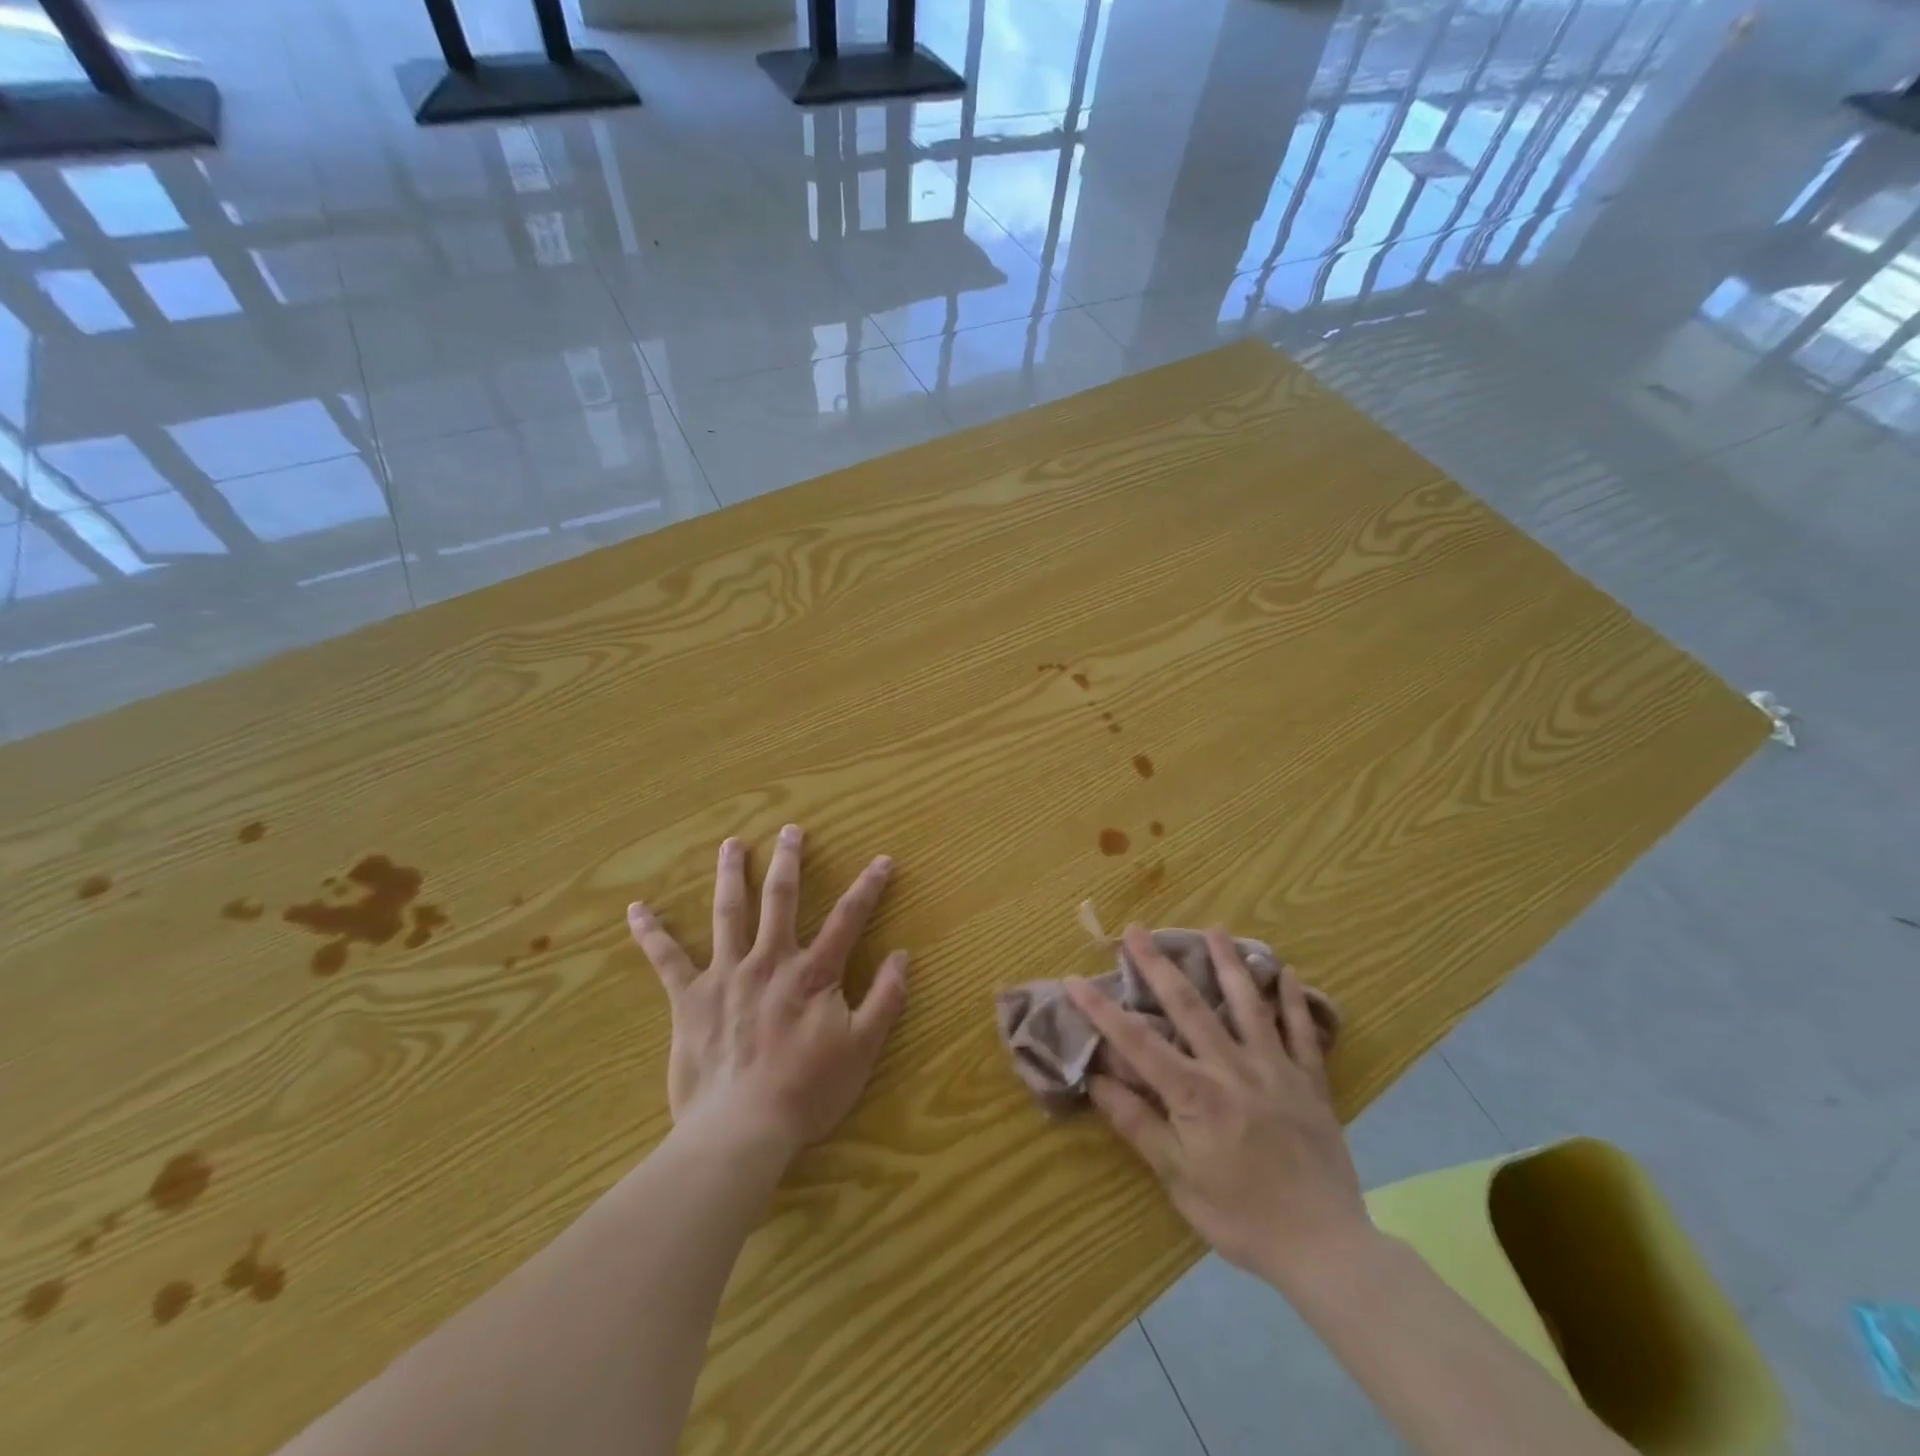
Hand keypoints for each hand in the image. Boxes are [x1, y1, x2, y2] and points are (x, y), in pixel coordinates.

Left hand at [628, 825, 908, 1156]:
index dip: (869, 887)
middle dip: (789, 861)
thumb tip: (903, 956)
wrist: (741, 1130)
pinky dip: (651, 933)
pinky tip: (637, 910)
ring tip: (731, 844)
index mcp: (812, 973)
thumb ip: (886, 999)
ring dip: (730, 875)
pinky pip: (667, 960)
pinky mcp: (690, 998)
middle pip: (781, 899)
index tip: (883, 860)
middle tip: (790, 830)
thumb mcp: (862, 1049)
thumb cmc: (807, 1092)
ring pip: (729, 913)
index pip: (848, 918)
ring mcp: (726, 975)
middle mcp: (769, 961)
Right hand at [1066, 926, 1369, 1290]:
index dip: (1102, 1010)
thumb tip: (1097, 1081)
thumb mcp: (1178, 1180)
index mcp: (1195, 1095)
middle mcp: (1232, 1069)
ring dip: (1228, 964)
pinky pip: (1302, 1033)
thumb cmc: (1241, 1218)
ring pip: (1248, 1005)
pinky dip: (1294, 1001)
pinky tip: (1286, 971)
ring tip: (1214, 929)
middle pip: (1189, 1006)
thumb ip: (1138, 1124)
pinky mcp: (1310, 1082)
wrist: (1326, 1249)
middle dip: (1158, 965)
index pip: (1137, 1042)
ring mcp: (1275, 1070)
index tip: (1074, 979)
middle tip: (1137, 929)